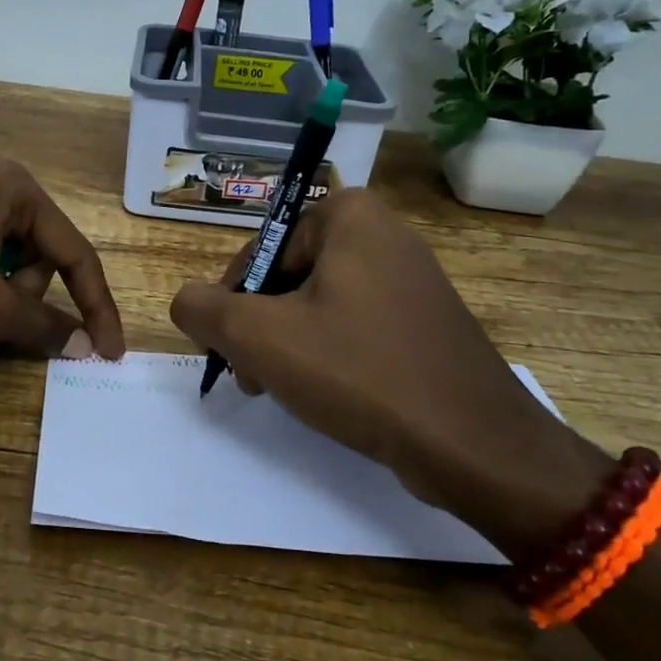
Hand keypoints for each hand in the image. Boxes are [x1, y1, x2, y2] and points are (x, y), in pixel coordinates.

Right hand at [168, 188, 606, 554]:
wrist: (474, 444)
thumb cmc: (359, 372)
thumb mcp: (259, 337)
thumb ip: (204, 309)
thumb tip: (186, 301)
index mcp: (350, 216)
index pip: (261, 248)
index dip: (234, 299)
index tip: (230, 346)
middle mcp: (385, 234)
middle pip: (289, 274)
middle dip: (260, 325)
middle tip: (251, 375)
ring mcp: (412, 279)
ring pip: (320, 303)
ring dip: (288, 343)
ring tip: (281, 390)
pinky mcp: (426, 321)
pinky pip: (356, 323)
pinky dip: (330, 352)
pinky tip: (326, 393)